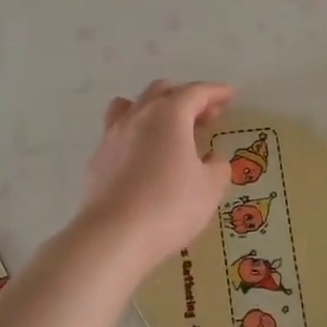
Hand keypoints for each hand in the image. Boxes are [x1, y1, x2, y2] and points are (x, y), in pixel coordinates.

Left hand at [78, 80, 233, 276]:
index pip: (195, 92)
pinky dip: (136, 134)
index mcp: (169, 115)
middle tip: (205, 116)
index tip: (229, 95)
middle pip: (161, 92)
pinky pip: (118, 132)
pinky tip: (144, 157)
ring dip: (154, 109)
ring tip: (167, 128)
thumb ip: (217, 168)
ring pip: (132, 106)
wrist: (114, 235)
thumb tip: (213, 160)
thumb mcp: (209, 188)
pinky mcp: (97, 159)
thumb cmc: (170, 206)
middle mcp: (138, 116)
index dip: (214, 92)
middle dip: (186, 98)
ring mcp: (112, 136)